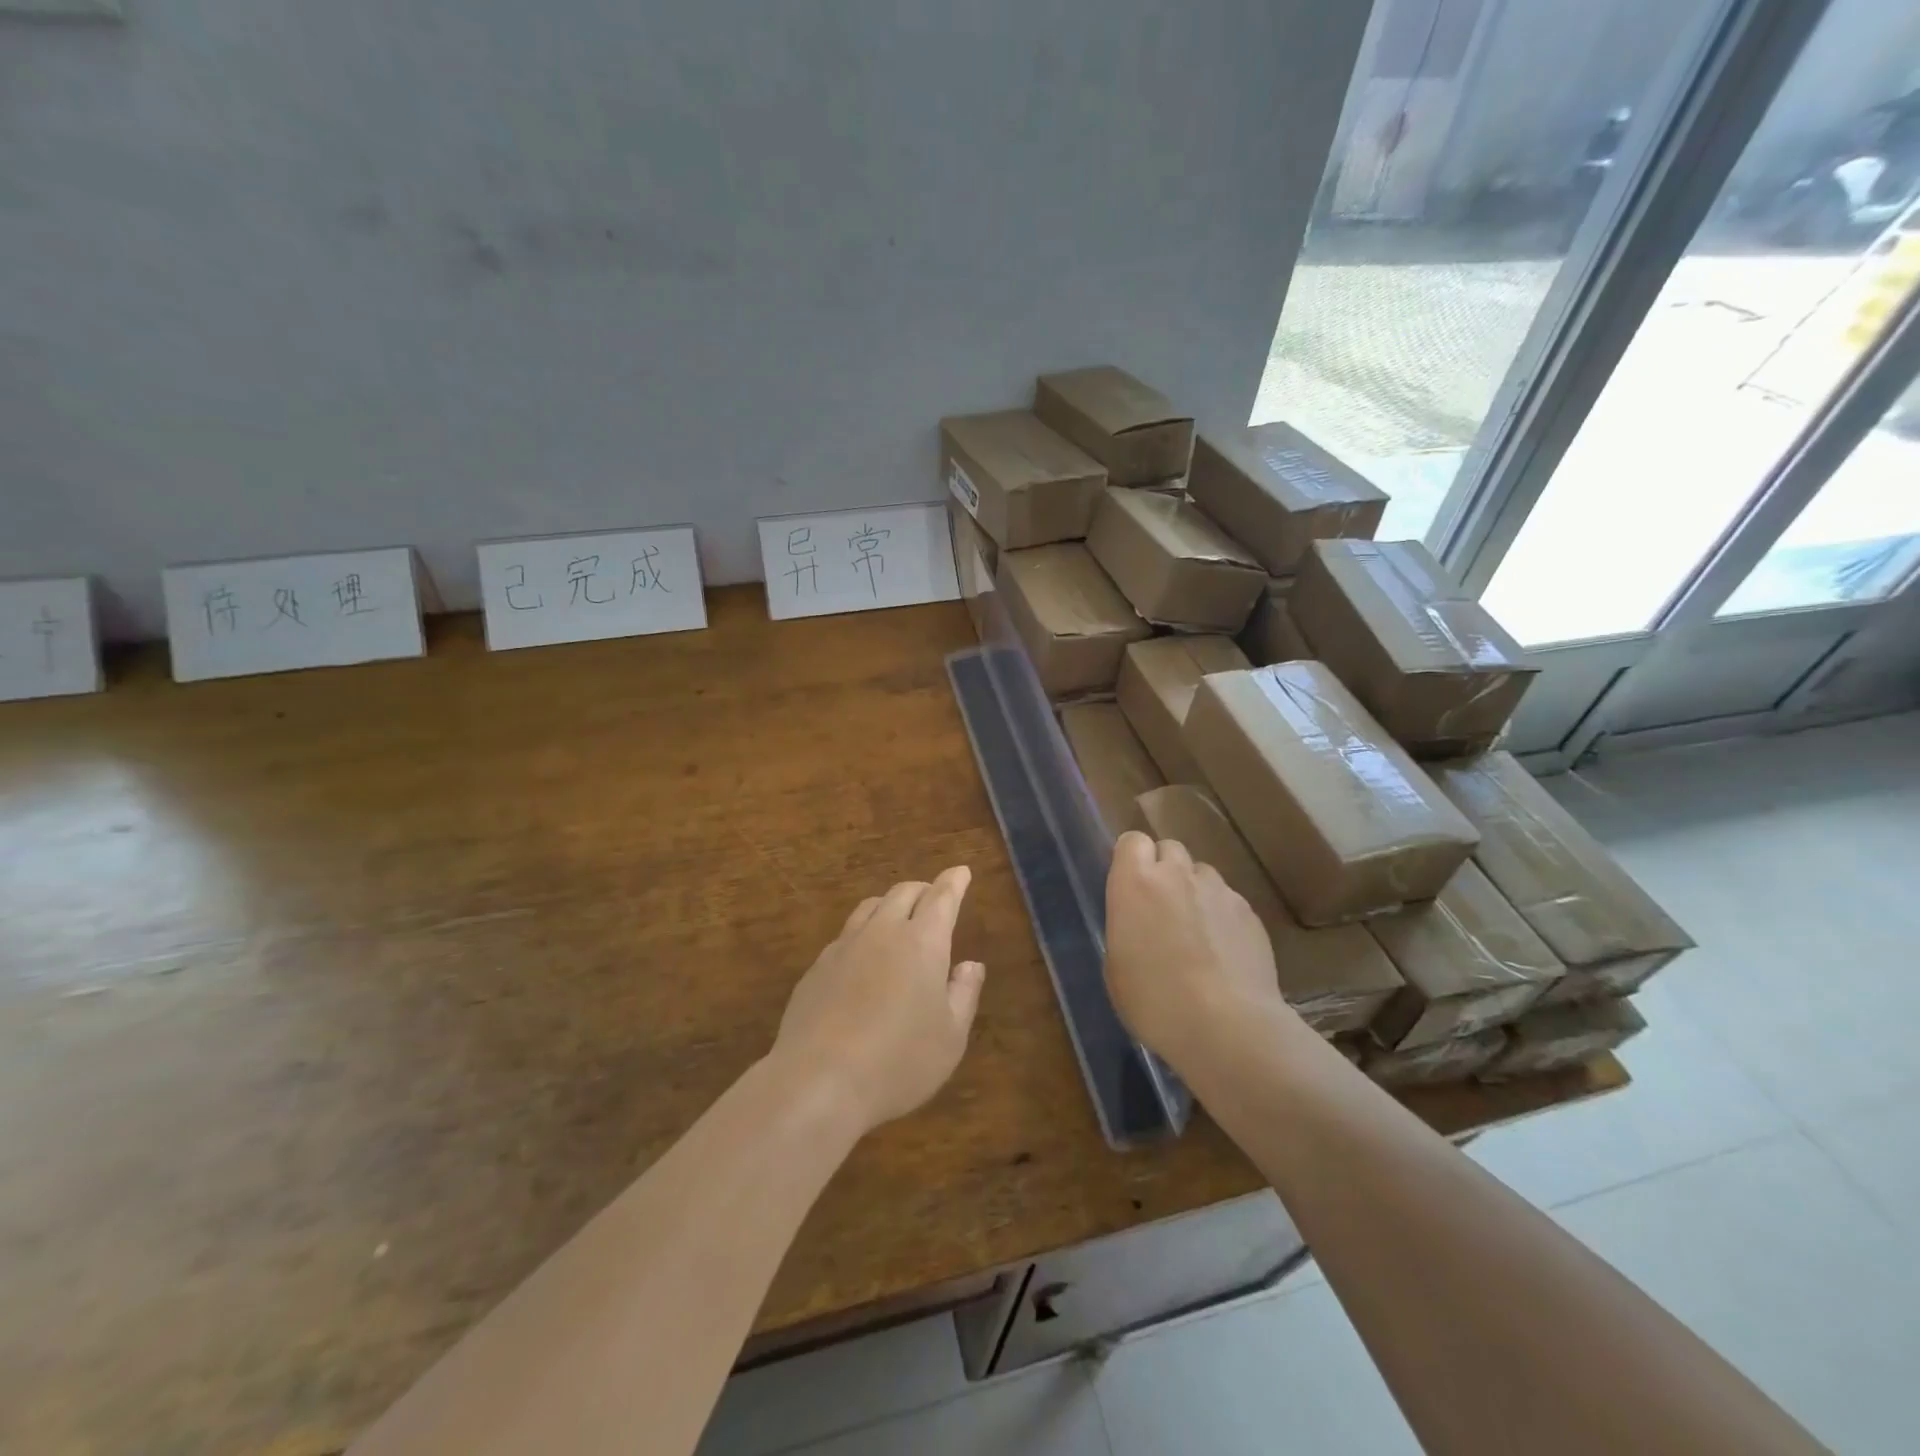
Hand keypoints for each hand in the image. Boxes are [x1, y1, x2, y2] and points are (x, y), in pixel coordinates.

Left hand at [770, 866, 985, 1136]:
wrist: (819, 1081)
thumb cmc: (899, 1061)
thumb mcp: (950, 1037)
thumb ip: (964, 994)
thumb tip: (971, 964)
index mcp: (922, 942)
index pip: (941, 897)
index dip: (953, 882)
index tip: (961, 871)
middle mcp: (882, 933)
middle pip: (902, 893)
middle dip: (922, 890)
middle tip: (934, 898)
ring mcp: (844, 947)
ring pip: (869, 908)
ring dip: (889, 905)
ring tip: (898, 920)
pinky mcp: (816, 968)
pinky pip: (845, 936)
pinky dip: (863, 934)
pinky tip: (863, 959)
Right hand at [1105, 830, 1294, 1072]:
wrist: (1227, 1026)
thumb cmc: (1155, 1000)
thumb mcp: (1117, 965)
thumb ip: (1126, 926)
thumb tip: (1139, 921)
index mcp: (1135, 883)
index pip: (1132, 841)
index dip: (1131, 859)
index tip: (1129, 886)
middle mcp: (1177, 875)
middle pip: (1170, 848)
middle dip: (1164, 869)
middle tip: (1160, 908)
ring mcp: (1218, 891)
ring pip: (1202, 873)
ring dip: (1194, 891)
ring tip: (1195, 931)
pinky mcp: (1250, 913)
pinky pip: (1228, 901)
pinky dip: (1222, 916)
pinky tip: (1223, 952)